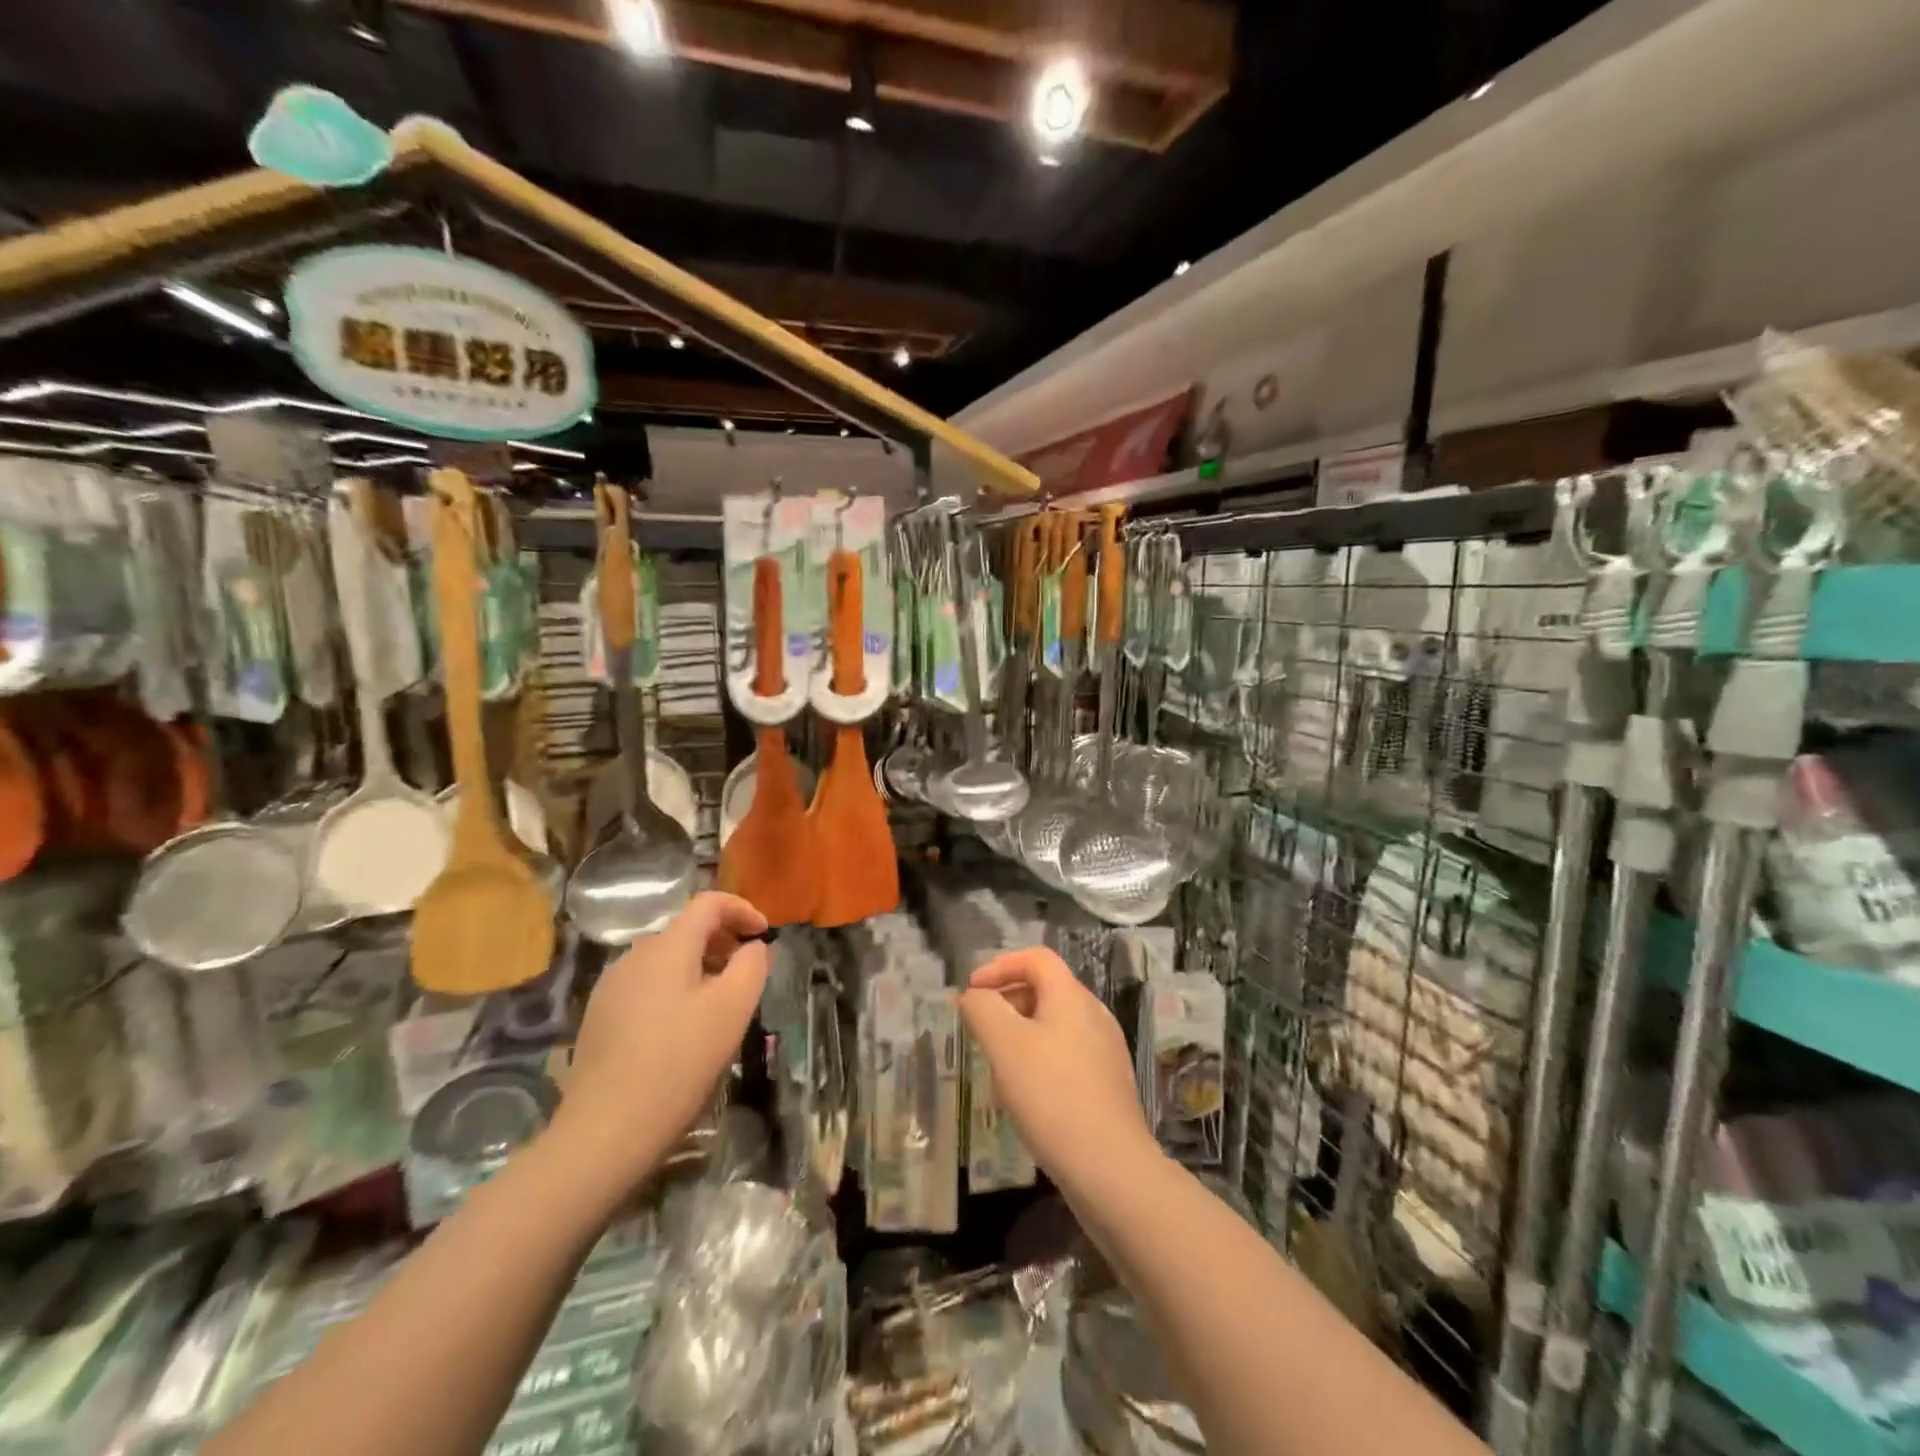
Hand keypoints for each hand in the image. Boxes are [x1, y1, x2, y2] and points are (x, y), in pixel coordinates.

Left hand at [550, 893, 770, 1194]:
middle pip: (686, 930)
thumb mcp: (733, 1009)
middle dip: (723, 941)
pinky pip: (647, 985)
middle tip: (747, 972)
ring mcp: (611, 986)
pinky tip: (682, 1029)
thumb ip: (751, 965)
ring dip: (700, 967)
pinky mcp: (599, 1016)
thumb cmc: (679, 1062)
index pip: (709, 903)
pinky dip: (675, 989)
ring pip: (666, 959)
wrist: (605, 1130)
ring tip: (720, 1003)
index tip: (765, 934)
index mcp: (668, 946)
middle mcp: (635, 954)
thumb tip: (752, 947)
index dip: (742, 909)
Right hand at [959, 947, 1157, 1194]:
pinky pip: (1068, 1053)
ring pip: (1056, 1024)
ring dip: (1022, 1031)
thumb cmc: (1051, 1095)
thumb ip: (983, 1009)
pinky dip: (1041, 1057)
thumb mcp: (1004, 1045)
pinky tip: (1028, 1094)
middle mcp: (1094, 1014)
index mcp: (1072, 996)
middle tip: (981, 1028)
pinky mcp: (1109, 1083)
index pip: (1036, 959)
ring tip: (999, 1063)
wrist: (1110, 1168)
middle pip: (1046, 988)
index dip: (1000, 966)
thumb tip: (974, 996)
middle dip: (1008, 1000)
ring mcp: (1106, 1050)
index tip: (972, 991)